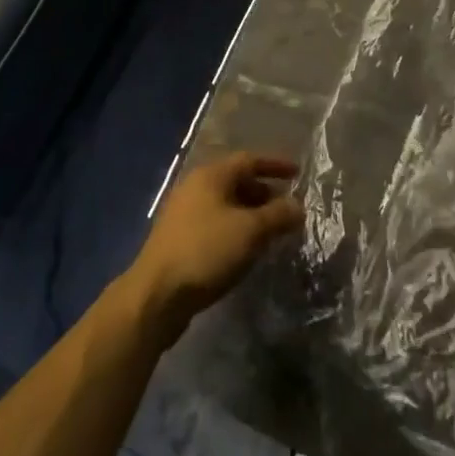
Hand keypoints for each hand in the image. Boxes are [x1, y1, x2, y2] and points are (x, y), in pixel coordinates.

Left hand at [127, 153, 303, 346]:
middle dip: (264, 193)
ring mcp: (183, 214)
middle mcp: (195, 187)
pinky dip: (235, 230)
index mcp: (211, 175)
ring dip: (250, 214)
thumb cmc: (206, 251)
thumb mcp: (250, 231)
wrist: (156, 295)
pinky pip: (215, 224)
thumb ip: (278, 215)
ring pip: (225, 205)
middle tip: (286, 209)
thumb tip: (298, 206)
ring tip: (270, 232)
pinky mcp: (178, 240)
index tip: (298, 173)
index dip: (275, 165)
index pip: (249, 159)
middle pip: (236, 181)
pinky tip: (245, 250)